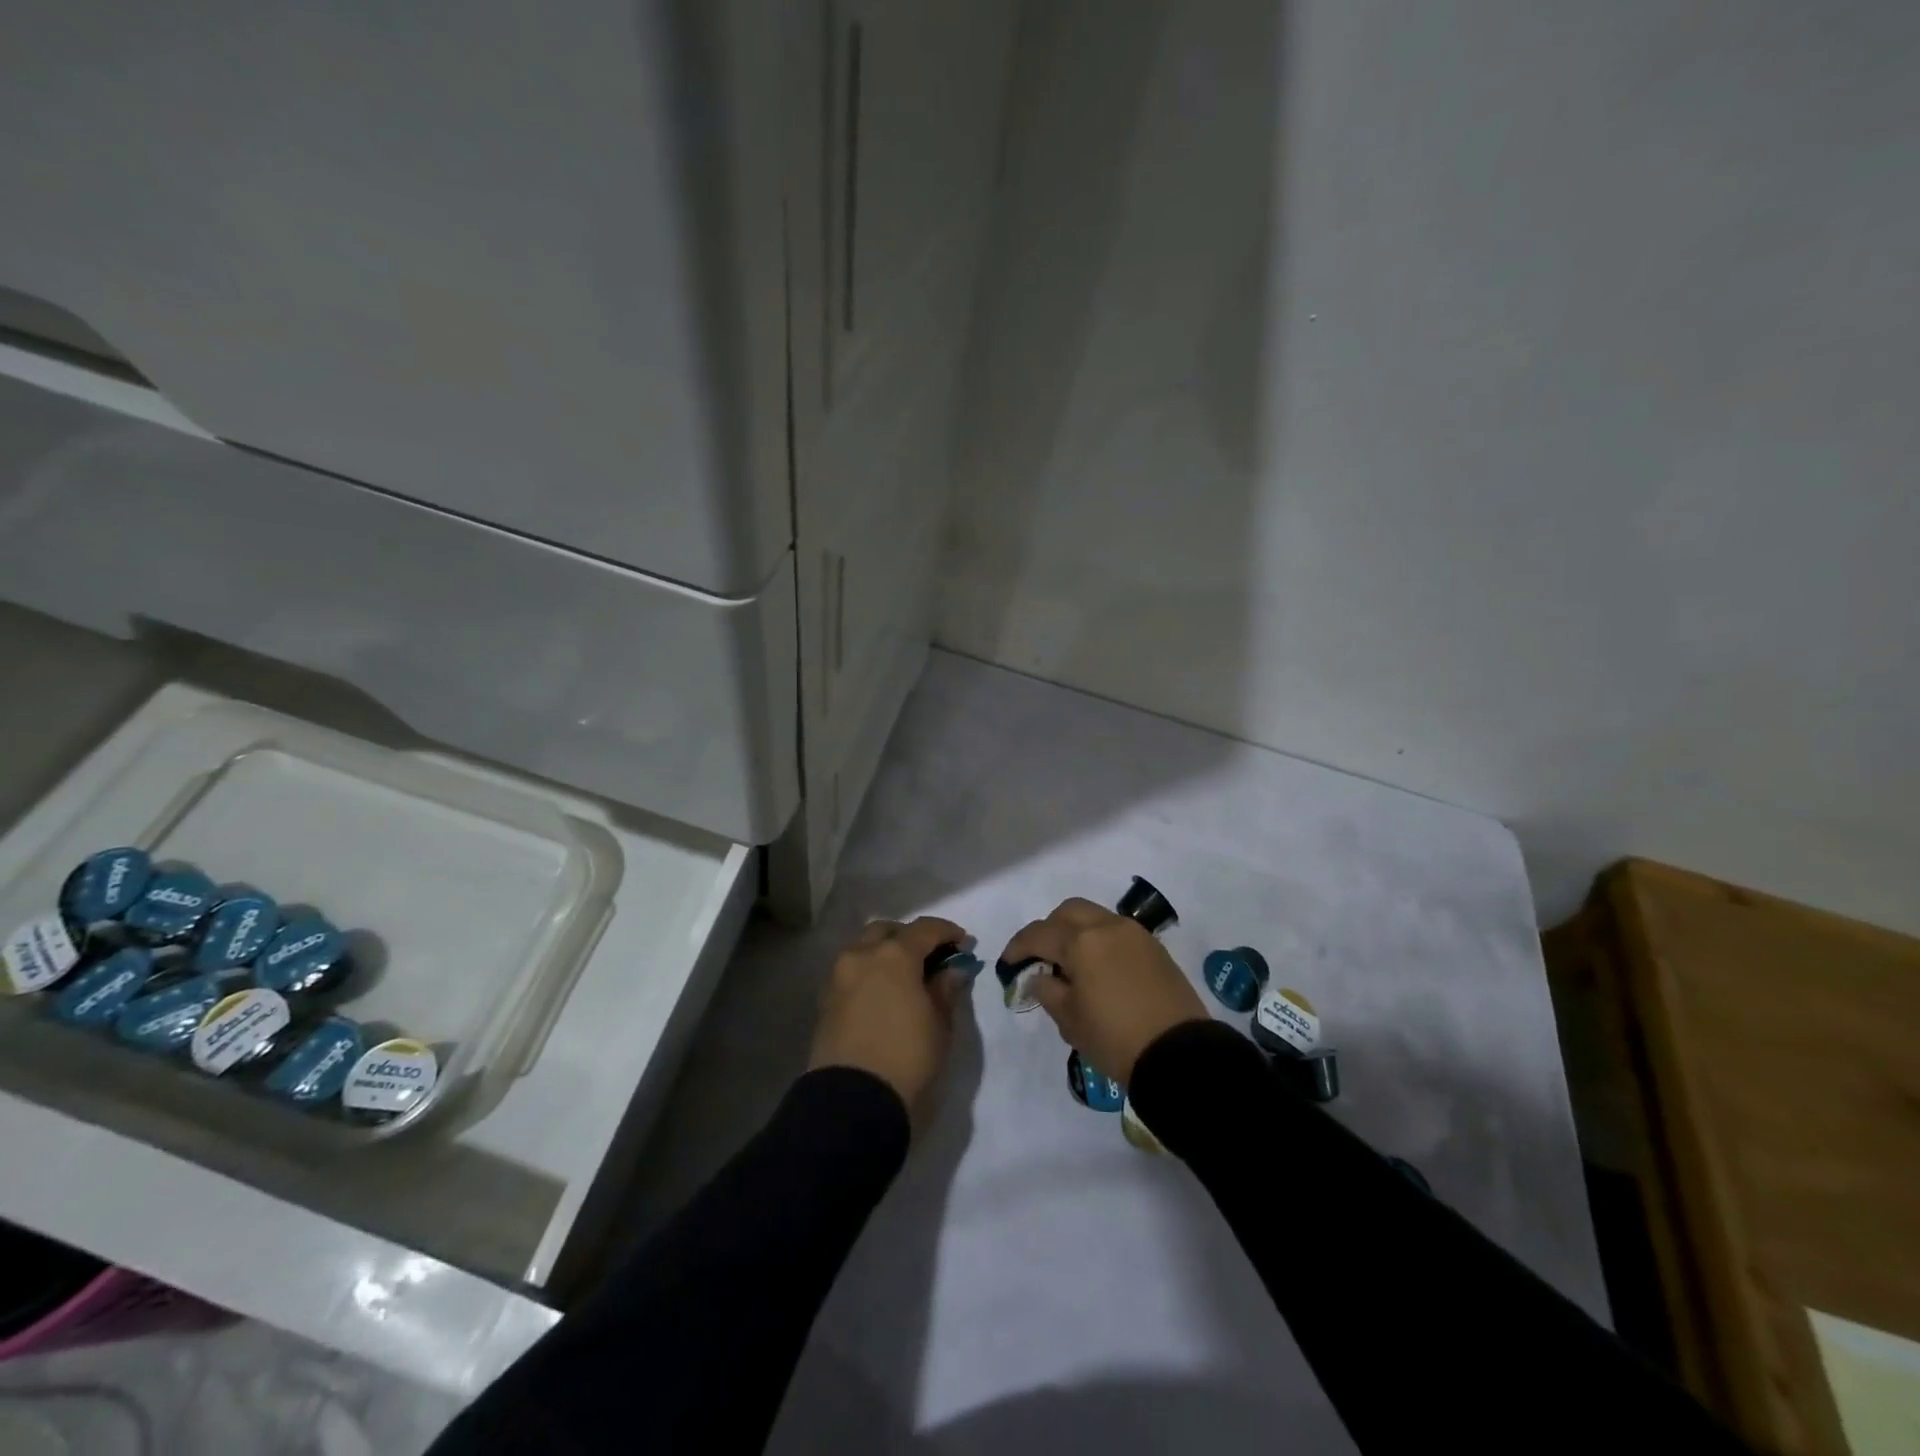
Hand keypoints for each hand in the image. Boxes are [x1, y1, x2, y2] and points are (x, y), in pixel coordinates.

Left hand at [809, 915, 971, 1126]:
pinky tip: (883, 993)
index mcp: (894, 955)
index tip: (963, 943)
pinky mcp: (825, 999)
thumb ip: (945, 989)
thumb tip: (952, 970)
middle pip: (888, 931)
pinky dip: (868, 972)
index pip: (925, 929)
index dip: (948, 932)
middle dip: (910, 937)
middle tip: (930, 957)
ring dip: (885, 952)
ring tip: (905, 977)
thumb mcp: (940, 1024)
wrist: (853, 1101)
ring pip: (864, 948)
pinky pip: (851, 971)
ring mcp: (839, 976)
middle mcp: (862, 955)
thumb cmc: (907, 1057)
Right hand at [1000, 898, 1206, 1085]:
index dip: (1018, 947)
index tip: (1008, 964)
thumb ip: (1048, 991)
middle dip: (1049, 929)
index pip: (1039, 934)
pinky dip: (1100, 940)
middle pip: (1068, 912)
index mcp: (1081, 942)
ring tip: (1071, 964)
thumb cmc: (1115, 1039)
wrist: (1180, 1054)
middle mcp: (1107, 927)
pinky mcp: (1154, 947)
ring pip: (1095, 916)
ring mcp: (1134, 934)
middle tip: (1041, 957)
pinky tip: (1098, 969)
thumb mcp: (1071, 1021)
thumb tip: (1039, 976)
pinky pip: (1117, 931)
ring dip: (1076, 931)